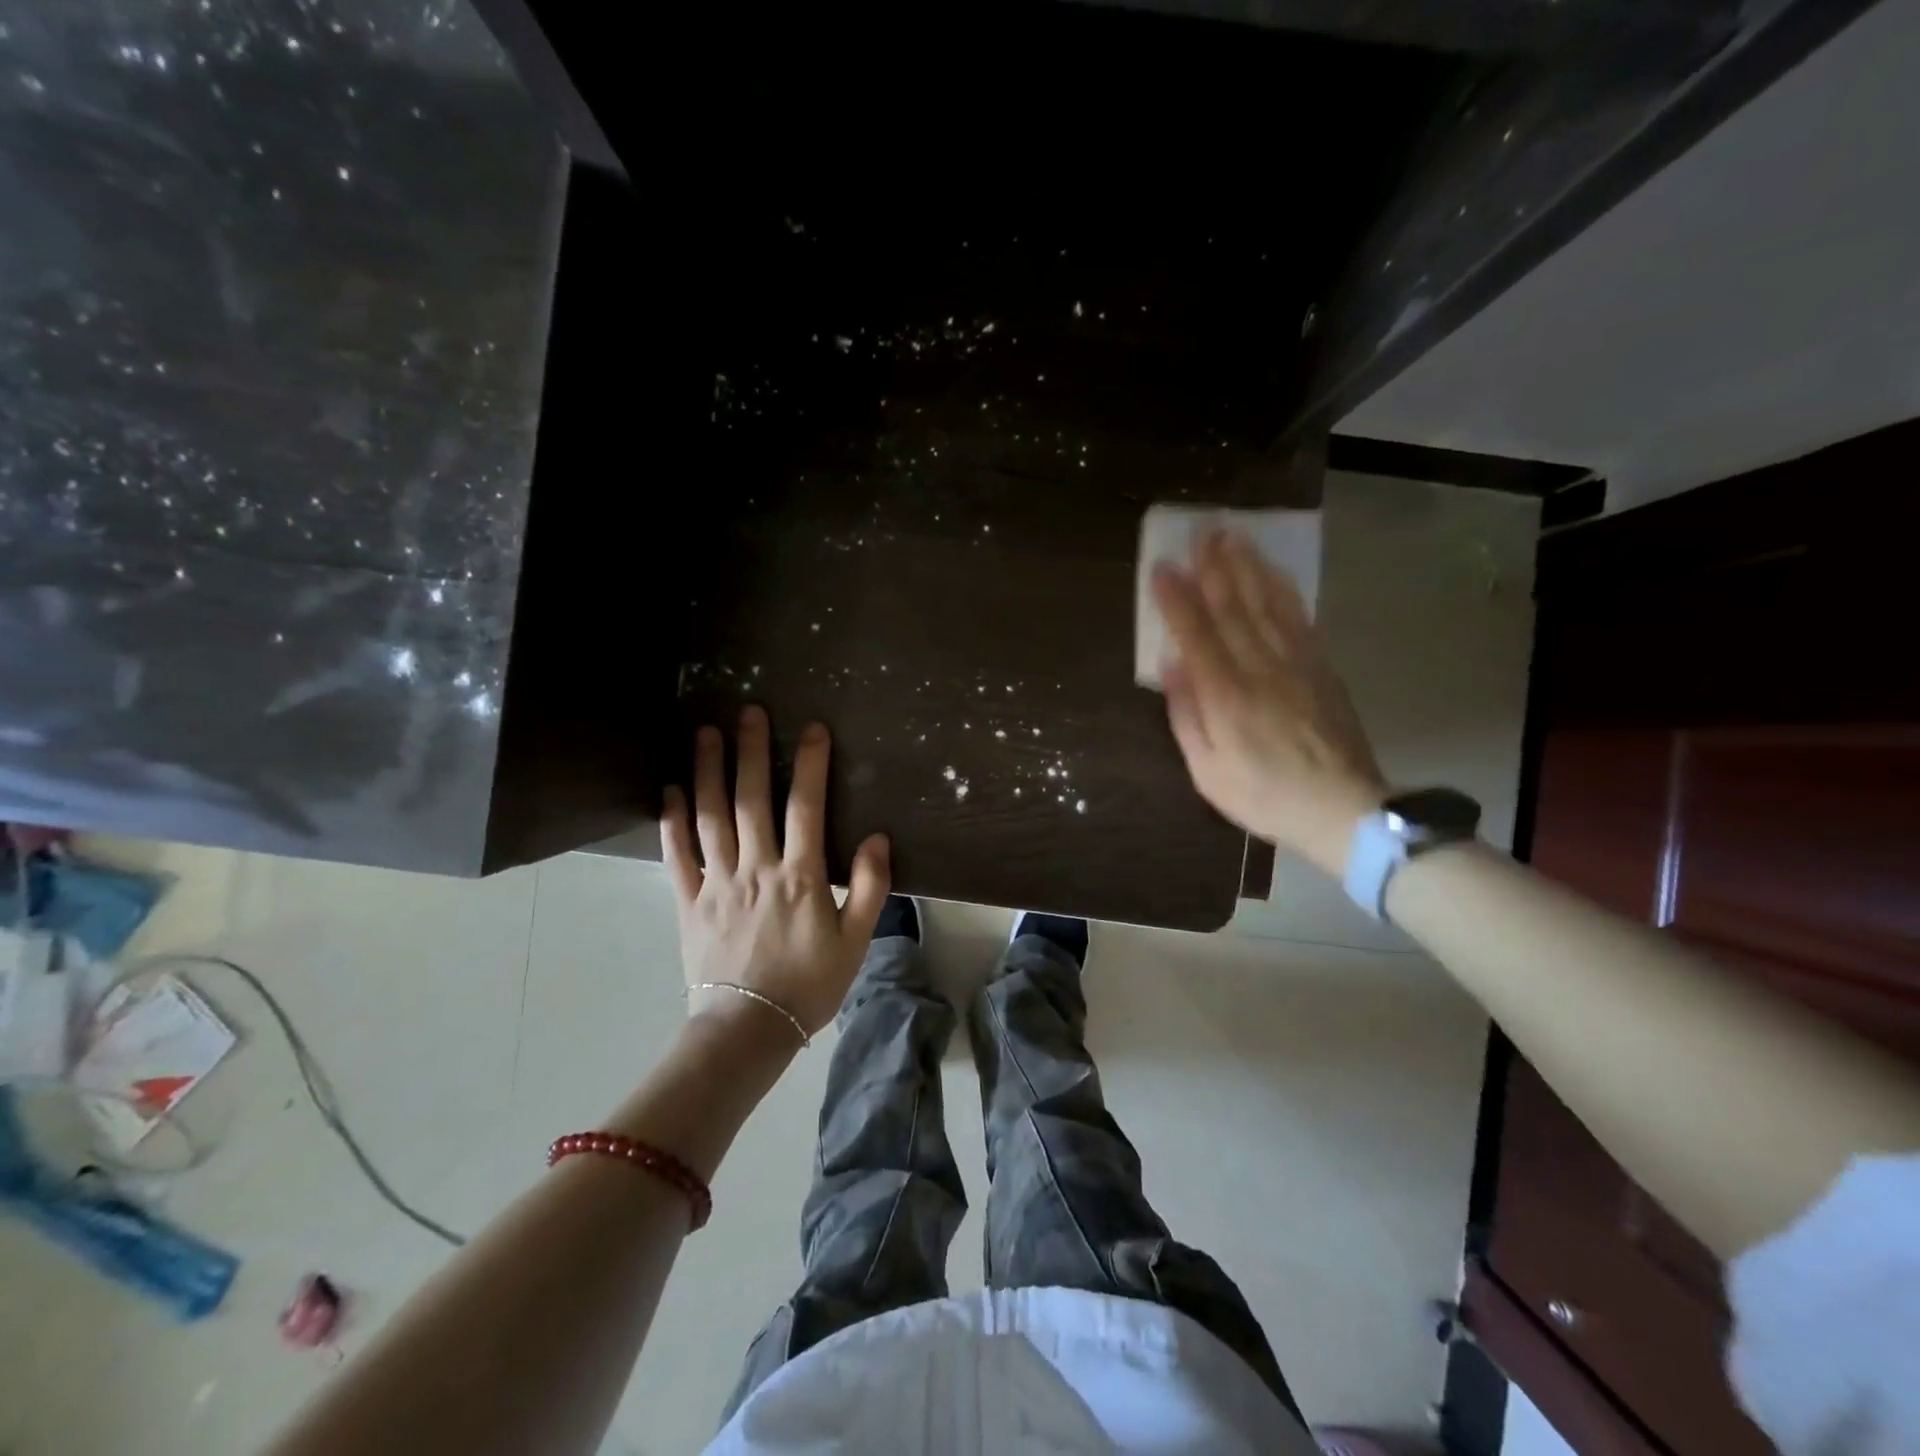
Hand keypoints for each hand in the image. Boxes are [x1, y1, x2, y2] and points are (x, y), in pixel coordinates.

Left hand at [661, 707, 890, 1037]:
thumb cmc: (809, 985)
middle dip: (750, 752)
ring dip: (707, 772)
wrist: (749, 1029)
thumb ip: (870, 888)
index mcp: (800, 876)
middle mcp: (756, 868)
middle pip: (752, 800)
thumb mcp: (856, 942)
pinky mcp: (689, 902)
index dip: (810, 765)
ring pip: (710, 817)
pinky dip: (672, 821)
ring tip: (704, 733)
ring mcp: (718, 883)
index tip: (811, 729)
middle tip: (747, 712)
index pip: (806, 808)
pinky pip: (678, 855)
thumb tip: (878, 839)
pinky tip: (670, 790)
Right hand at [1151, 529, 1385, 873]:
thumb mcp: (1208, 772)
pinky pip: (1298, 618)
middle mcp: (1260, 669)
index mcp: (1226, 697)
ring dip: (1246, 567)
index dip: (1176, 599)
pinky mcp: (1320, 667)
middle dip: (1213, 566)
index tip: (1162, 566)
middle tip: (1200, 530)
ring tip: (1232, 536)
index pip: (1196, 635)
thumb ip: (1187, 717)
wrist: (1343, 809)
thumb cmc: (1264, 796)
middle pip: (1232, 607)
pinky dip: (1282, 589)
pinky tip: (1271, 571)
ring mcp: (1295, 664)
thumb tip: (1173, 666)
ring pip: (1266, 604)